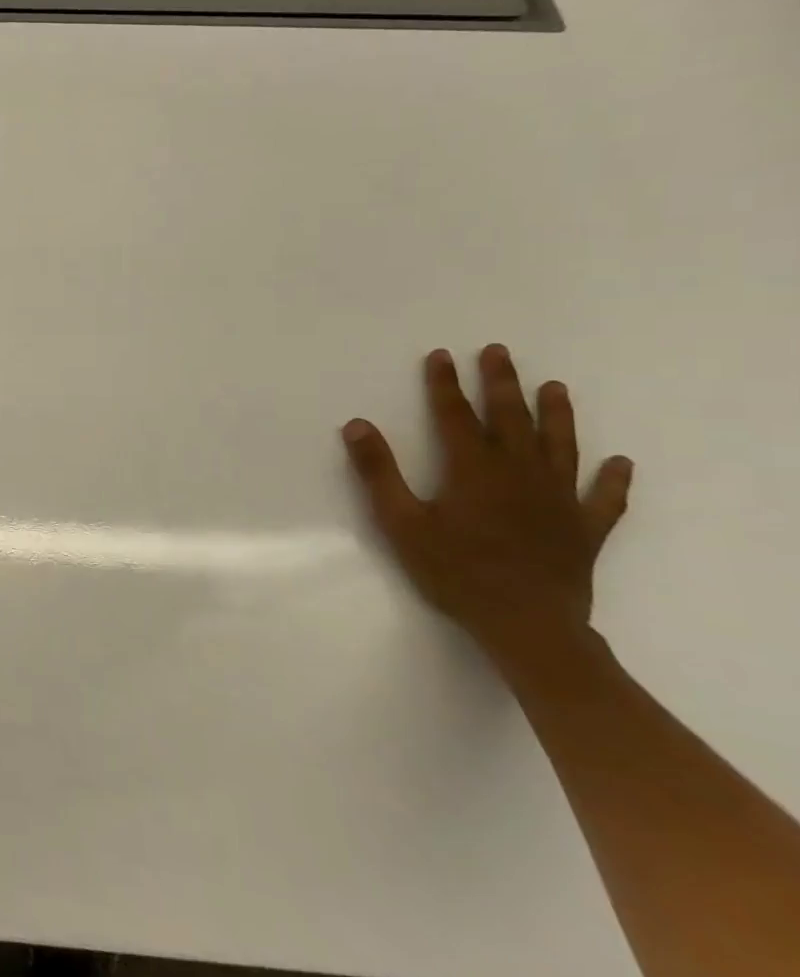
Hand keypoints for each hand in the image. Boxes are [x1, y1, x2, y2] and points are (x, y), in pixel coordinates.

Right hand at [342, 345, 632, 669]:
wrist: (527, 624)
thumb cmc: (456, 571)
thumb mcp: (401, 522)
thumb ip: (378, 472)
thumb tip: (357, 425)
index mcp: (475, 470)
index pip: (456, 416)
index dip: (445, 384)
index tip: (441, 356)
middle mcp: (521, 474)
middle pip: (512, 419)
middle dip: (502, 383)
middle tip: (499, 352)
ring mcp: (559, 500)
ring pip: (560, 447)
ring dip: (557, 415)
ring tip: (555, 387)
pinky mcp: (584, 528)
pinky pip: (604, 498)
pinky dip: (613, 479)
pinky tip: (619, 463)